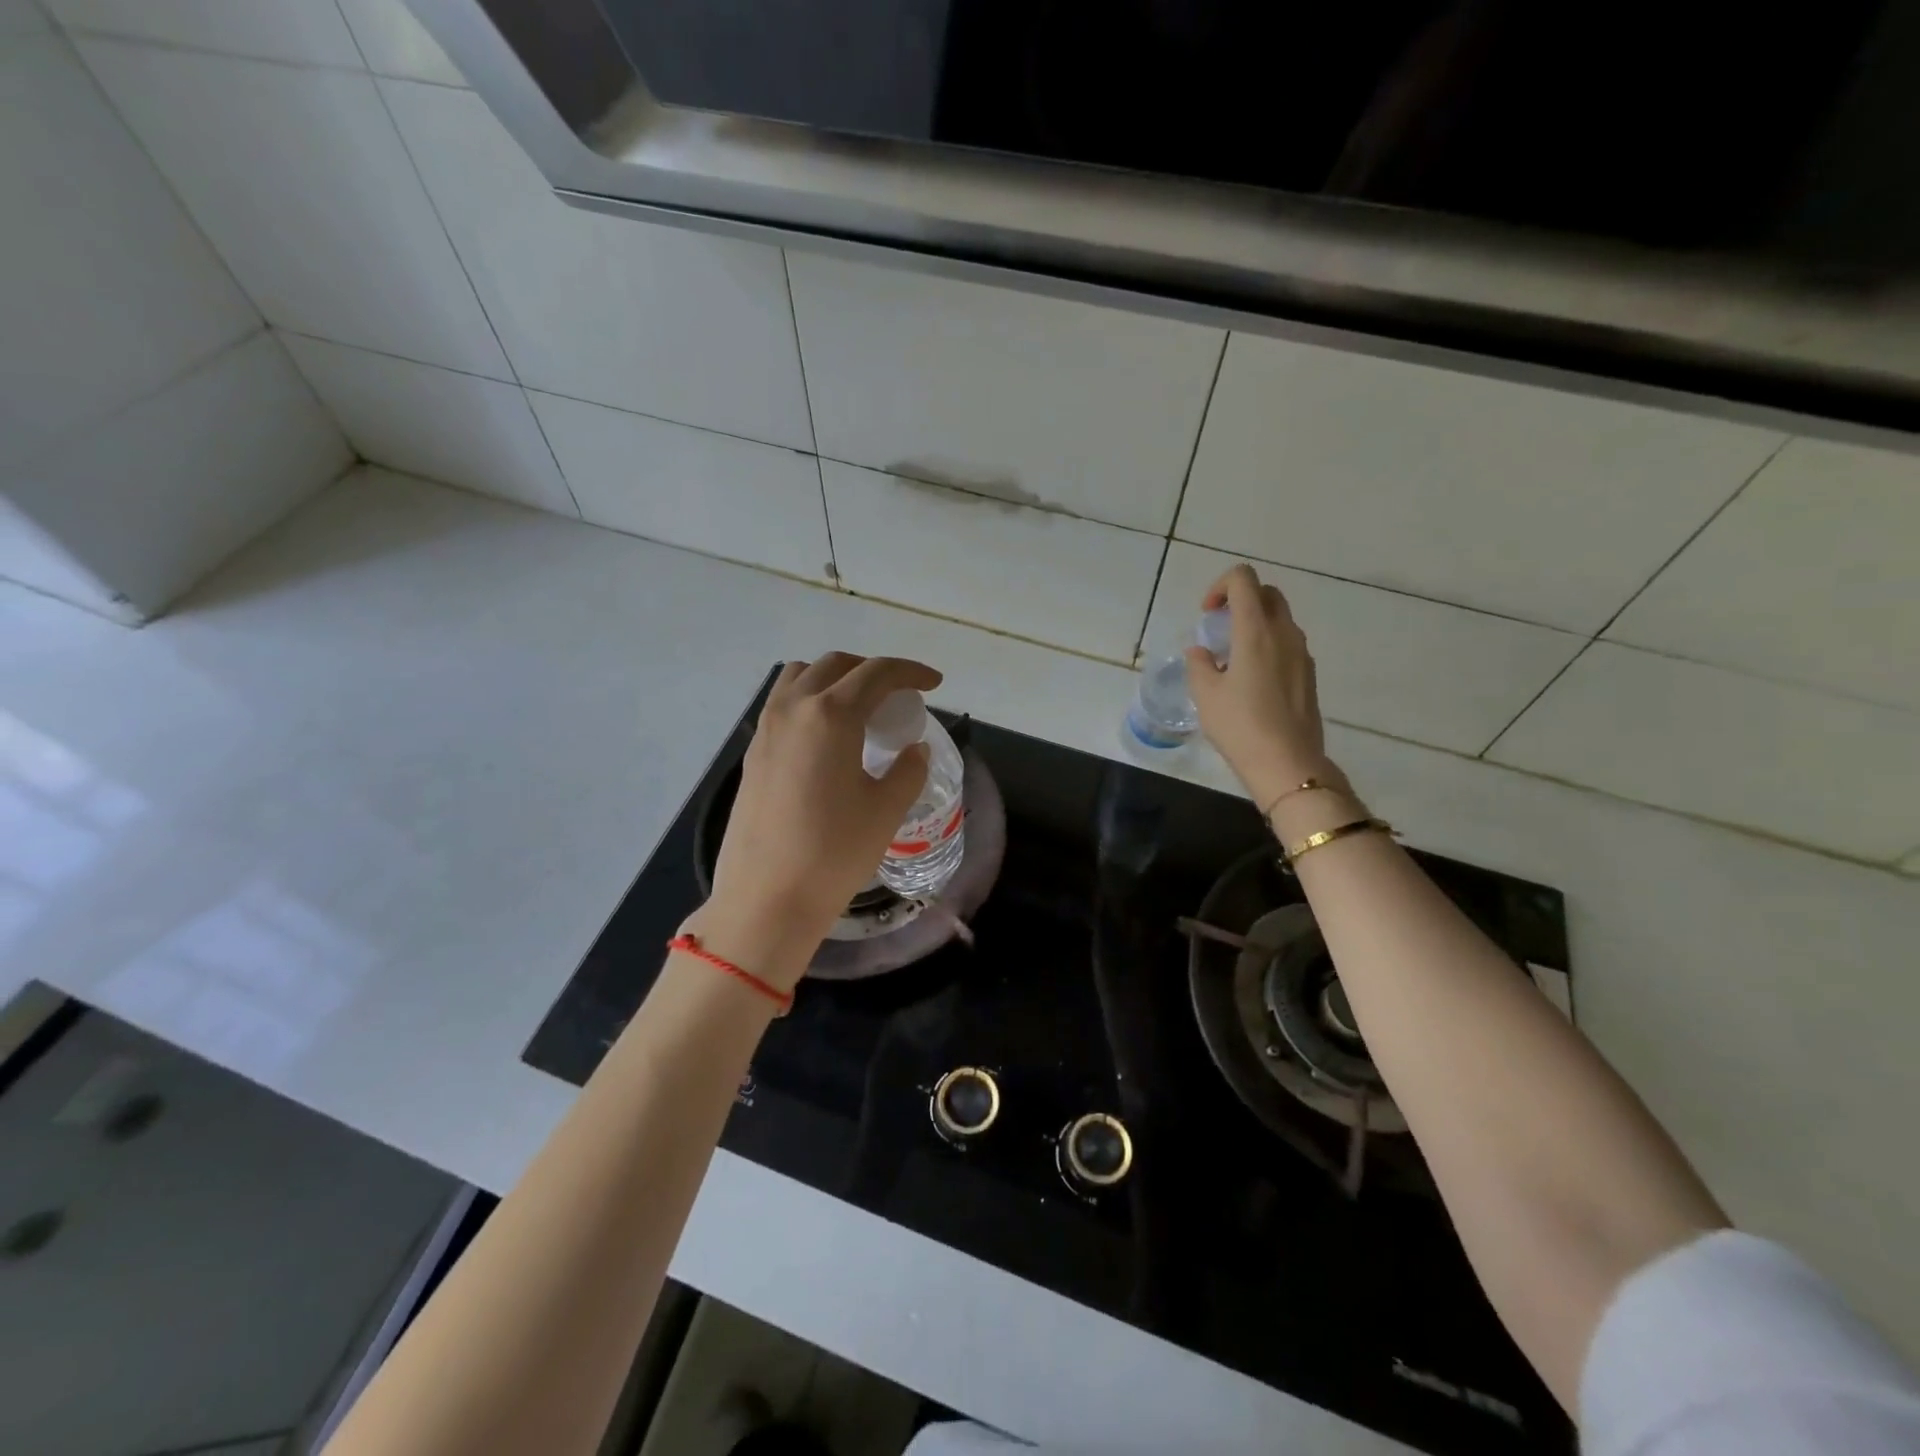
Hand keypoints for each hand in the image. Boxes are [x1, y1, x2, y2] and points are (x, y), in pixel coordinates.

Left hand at [689, 654, 940, 989]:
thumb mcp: (885, 810)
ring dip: (835, 678)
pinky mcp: (752, 751)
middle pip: (836, 665)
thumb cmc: (833, 852)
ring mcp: (766, 728)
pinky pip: (783, 703)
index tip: (933, 683)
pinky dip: (810, 699)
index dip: (910, 672)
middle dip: (872, 670)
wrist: (766, 898)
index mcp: (832, 715)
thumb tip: (914, 749)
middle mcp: (794, 708)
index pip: (877, 673)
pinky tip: (826, 736)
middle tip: (898, 695)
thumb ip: (908, 770)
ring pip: (801, 676)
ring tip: (858, 707)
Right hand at [1185, 564, 1343, 805]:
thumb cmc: (1240, 726)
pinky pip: (1287, 643)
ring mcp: (1302, 653)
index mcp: (1255, 631)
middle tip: (1219, 628)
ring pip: (1280, 618)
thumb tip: (1200, 652)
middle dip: (1240, 600)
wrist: (1288, 763)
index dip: (1220, 586)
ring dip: (1255, 624)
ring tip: (1233, 657)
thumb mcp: (1205, 695)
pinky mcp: (1309, 673)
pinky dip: (1268, 644)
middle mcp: (1284, 633)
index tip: (1207, 615)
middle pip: (1266, 593)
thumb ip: (1199, 664)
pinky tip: (1251, 679)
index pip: (1244, 579)